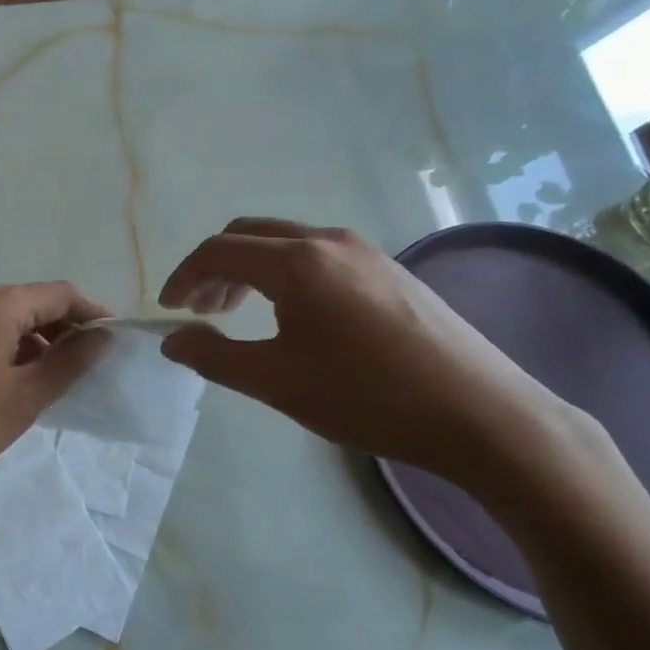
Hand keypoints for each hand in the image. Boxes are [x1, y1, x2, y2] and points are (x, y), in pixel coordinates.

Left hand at [0, 283, 111, 500]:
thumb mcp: (25, 397)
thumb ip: (70, 362)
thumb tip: (104, 337)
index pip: (60, 294)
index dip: (93, 314)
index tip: (116, 341)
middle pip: (33, 303)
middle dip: (66, 329)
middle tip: (91, 365)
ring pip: (8, 319)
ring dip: (38, 341)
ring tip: (58, 378)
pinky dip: (10, 348)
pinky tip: (18, 380)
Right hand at [158, 219, 581, 489]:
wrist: (482, 414)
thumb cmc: (368, 397)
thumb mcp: (276, 382)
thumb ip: (214, 356)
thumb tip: (172, 339)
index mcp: (296, 262)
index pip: (218, 251)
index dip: (183, 277)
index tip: (167, 310)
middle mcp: (328, 240)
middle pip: (249, 235)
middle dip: (215, 268)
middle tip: (200, 311)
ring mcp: (365, 251)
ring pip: (286, 243)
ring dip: (250, 270)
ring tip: (239, 313)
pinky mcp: (390, 270)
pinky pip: (319, 256)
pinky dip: (286, 274)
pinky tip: (294, 315)